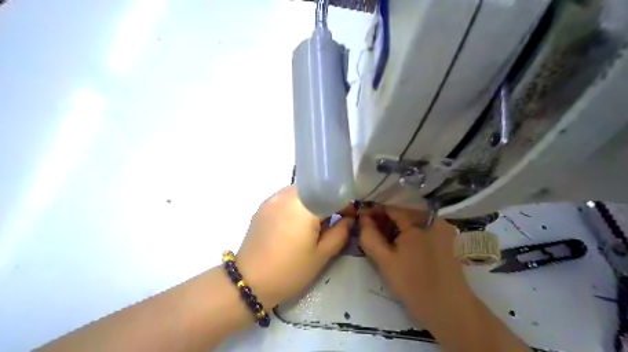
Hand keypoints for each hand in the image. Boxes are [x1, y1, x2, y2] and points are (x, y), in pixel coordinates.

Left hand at [235, 186, 351, 309]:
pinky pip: (286, 198)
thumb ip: (340, 233)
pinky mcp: (262, 206)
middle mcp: (286, 195)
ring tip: (312, 225)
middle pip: (315, 190)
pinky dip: (296, 205)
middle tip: (330, 222)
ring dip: (311, 203)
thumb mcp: (321, 255)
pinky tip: (294, 225)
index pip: (331, 194)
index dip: (344, 204)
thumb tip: (349, 219)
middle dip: (327, 202)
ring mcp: (272, 199)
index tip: (349, 217)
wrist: (249, 282)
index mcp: (304, 205)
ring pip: (300, 193)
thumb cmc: (290, 271)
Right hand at [355, 206, 472, 321]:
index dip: (373, 213)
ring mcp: (442, 229)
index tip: (360, 222)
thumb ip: (369, 236)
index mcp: (420, 221)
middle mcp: (433, 219)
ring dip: (395, 229)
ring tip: (381, 241)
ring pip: (411, 223)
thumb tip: (363, 219)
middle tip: (369, 234)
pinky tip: (398, 246)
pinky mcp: (445, 240)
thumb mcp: (385, 260)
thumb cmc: (413, 284)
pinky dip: (407, 235)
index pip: (390, 208)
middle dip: (384, 222)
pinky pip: (421, 230)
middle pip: (402, 214)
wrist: (448, 310)